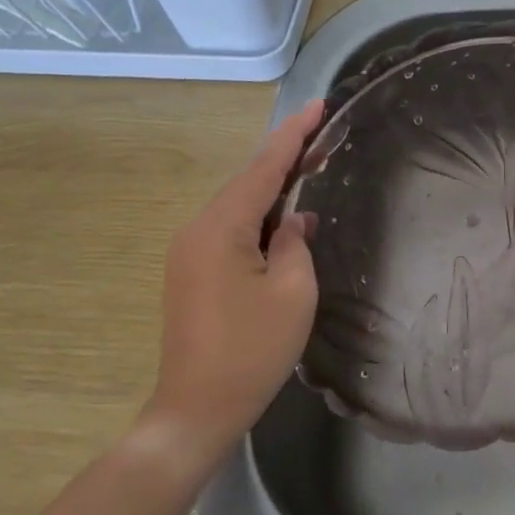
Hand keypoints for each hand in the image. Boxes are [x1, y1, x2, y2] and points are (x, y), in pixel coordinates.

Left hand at [142, 100, 323, 456]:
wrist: (197, 408)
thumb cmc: (252, 351)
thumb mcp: (293, 293)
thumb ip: (297, 244)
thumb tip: (294, 221)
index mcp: (221, 228)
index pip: (264, 167)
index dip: (294, 135)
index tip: (318, 105)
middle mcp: (198, 229)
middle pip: (248, 182)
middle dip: (286, 158)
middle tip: (325, 136)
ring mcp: (190, 252)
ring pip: (239, 206)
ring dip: (274, 189)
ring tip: (311, 169)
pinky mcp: (192, 273)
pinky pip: (231, 230)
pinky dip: (260, 217)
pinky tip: (285, 218)